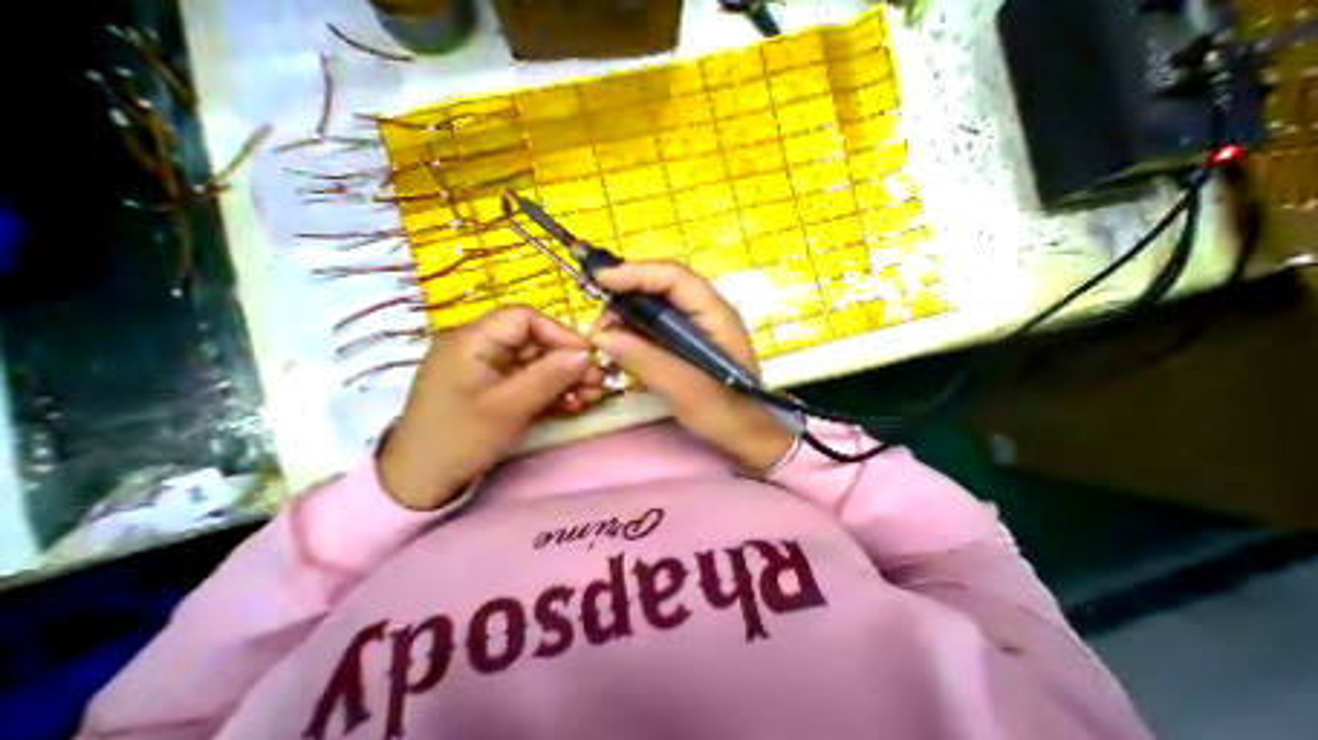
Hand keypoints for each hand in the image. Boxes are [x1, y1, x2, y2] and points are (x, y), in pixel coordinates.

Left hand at [379, 304, 602, 509]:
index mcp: (472, 340)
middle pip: (534, 342)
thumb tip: (586, 353)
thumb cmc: (460, 439)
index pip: (523, 318)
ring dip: (565, 379)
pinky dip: (551, 391)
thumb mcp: (509, 407)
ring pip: (536, 363)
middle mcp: (480, 348)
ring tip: (590, 397)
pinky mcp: (495, 390)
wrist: (421, 484)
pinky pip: (529, 382)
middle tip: (597, 384)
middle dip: (568, 362)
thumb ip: (549, 376)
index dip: (558, 333)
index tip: (586, 356)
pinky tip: (572, 405)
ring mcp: (488, 371)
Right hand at [594, 259, 792, 473]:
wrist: (743, 434)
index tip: (601, 280)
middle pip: (663, 286)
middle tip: (599, 321)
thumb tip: (602, 336)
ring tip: (604, 336)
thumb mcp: (681, 386)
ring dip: (627, 315)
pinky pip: (656, 326)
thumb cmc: (722, 411)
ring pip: (656, 306)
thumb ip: (643, 358)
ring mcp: (697, 327)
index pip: (674, 277)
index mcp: (715, 314)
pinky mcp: (686, 342)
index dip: (637, 273)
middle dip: (627, 295)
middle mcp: (706, 312)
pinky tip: (619, 344)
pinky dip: (634, 331)